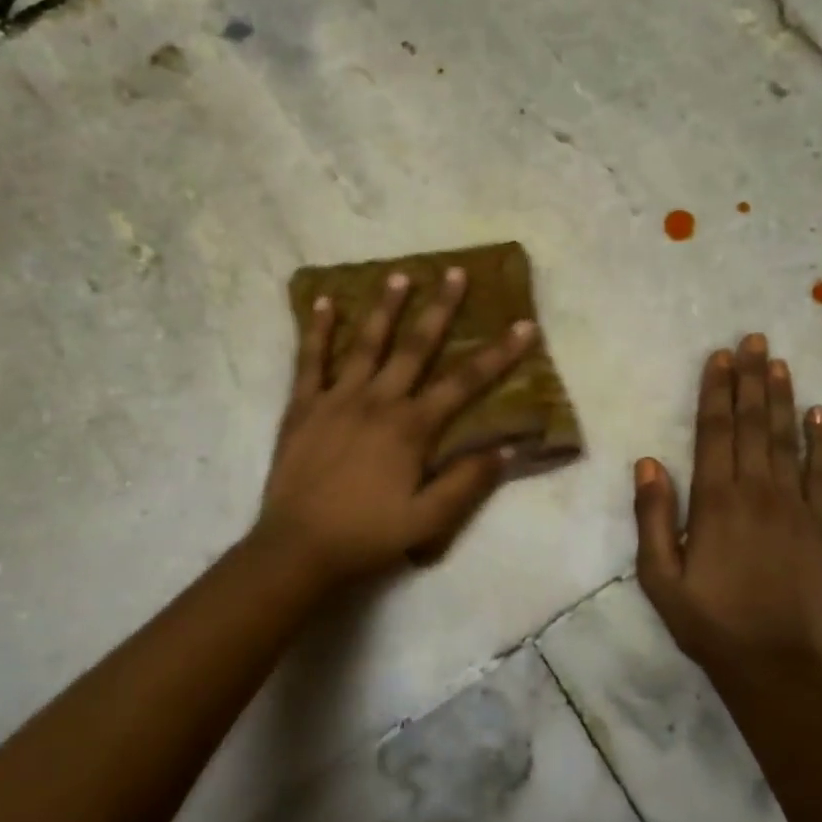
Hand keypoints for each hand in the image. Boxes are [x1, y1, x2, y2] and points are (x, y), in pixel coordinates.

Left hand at [254, 268, 537, 584]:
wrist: (298, 549)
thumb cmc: (367, 536)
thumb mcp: (428, 521)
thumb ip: (466, 483)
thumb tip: (505, 449)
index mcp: (411, 428)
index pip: (464, 383)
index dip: (498, 354)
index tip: (523, 325)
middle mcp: (378, 402)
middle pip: (416, 347)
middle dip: (440, 309)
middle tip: (455, 272)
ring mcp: (337, 399)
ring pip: (366, 344)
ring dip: (385, 308)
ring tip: (399, 274)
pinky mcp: (303, 407)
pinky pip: (310, 361)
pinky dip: (316, 331)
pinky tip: (322, 301)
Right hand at [632, 333, 821, 678]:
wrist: (772, 664)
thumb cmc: (706, 620)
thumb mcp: (658, 575)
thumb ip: (653, 516)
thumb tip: (648, 462)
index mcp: (715, 501)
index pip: (715, 432)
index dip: (716, 391)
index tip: (720, 357)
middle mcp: (757, 492)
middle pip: (753, 424)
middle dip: (750, 379)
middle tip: (753, 339)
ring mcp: (796, 507)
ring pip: (788, 440)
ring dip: (782, 398)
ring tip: (779, 362)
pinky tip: (821, 414)